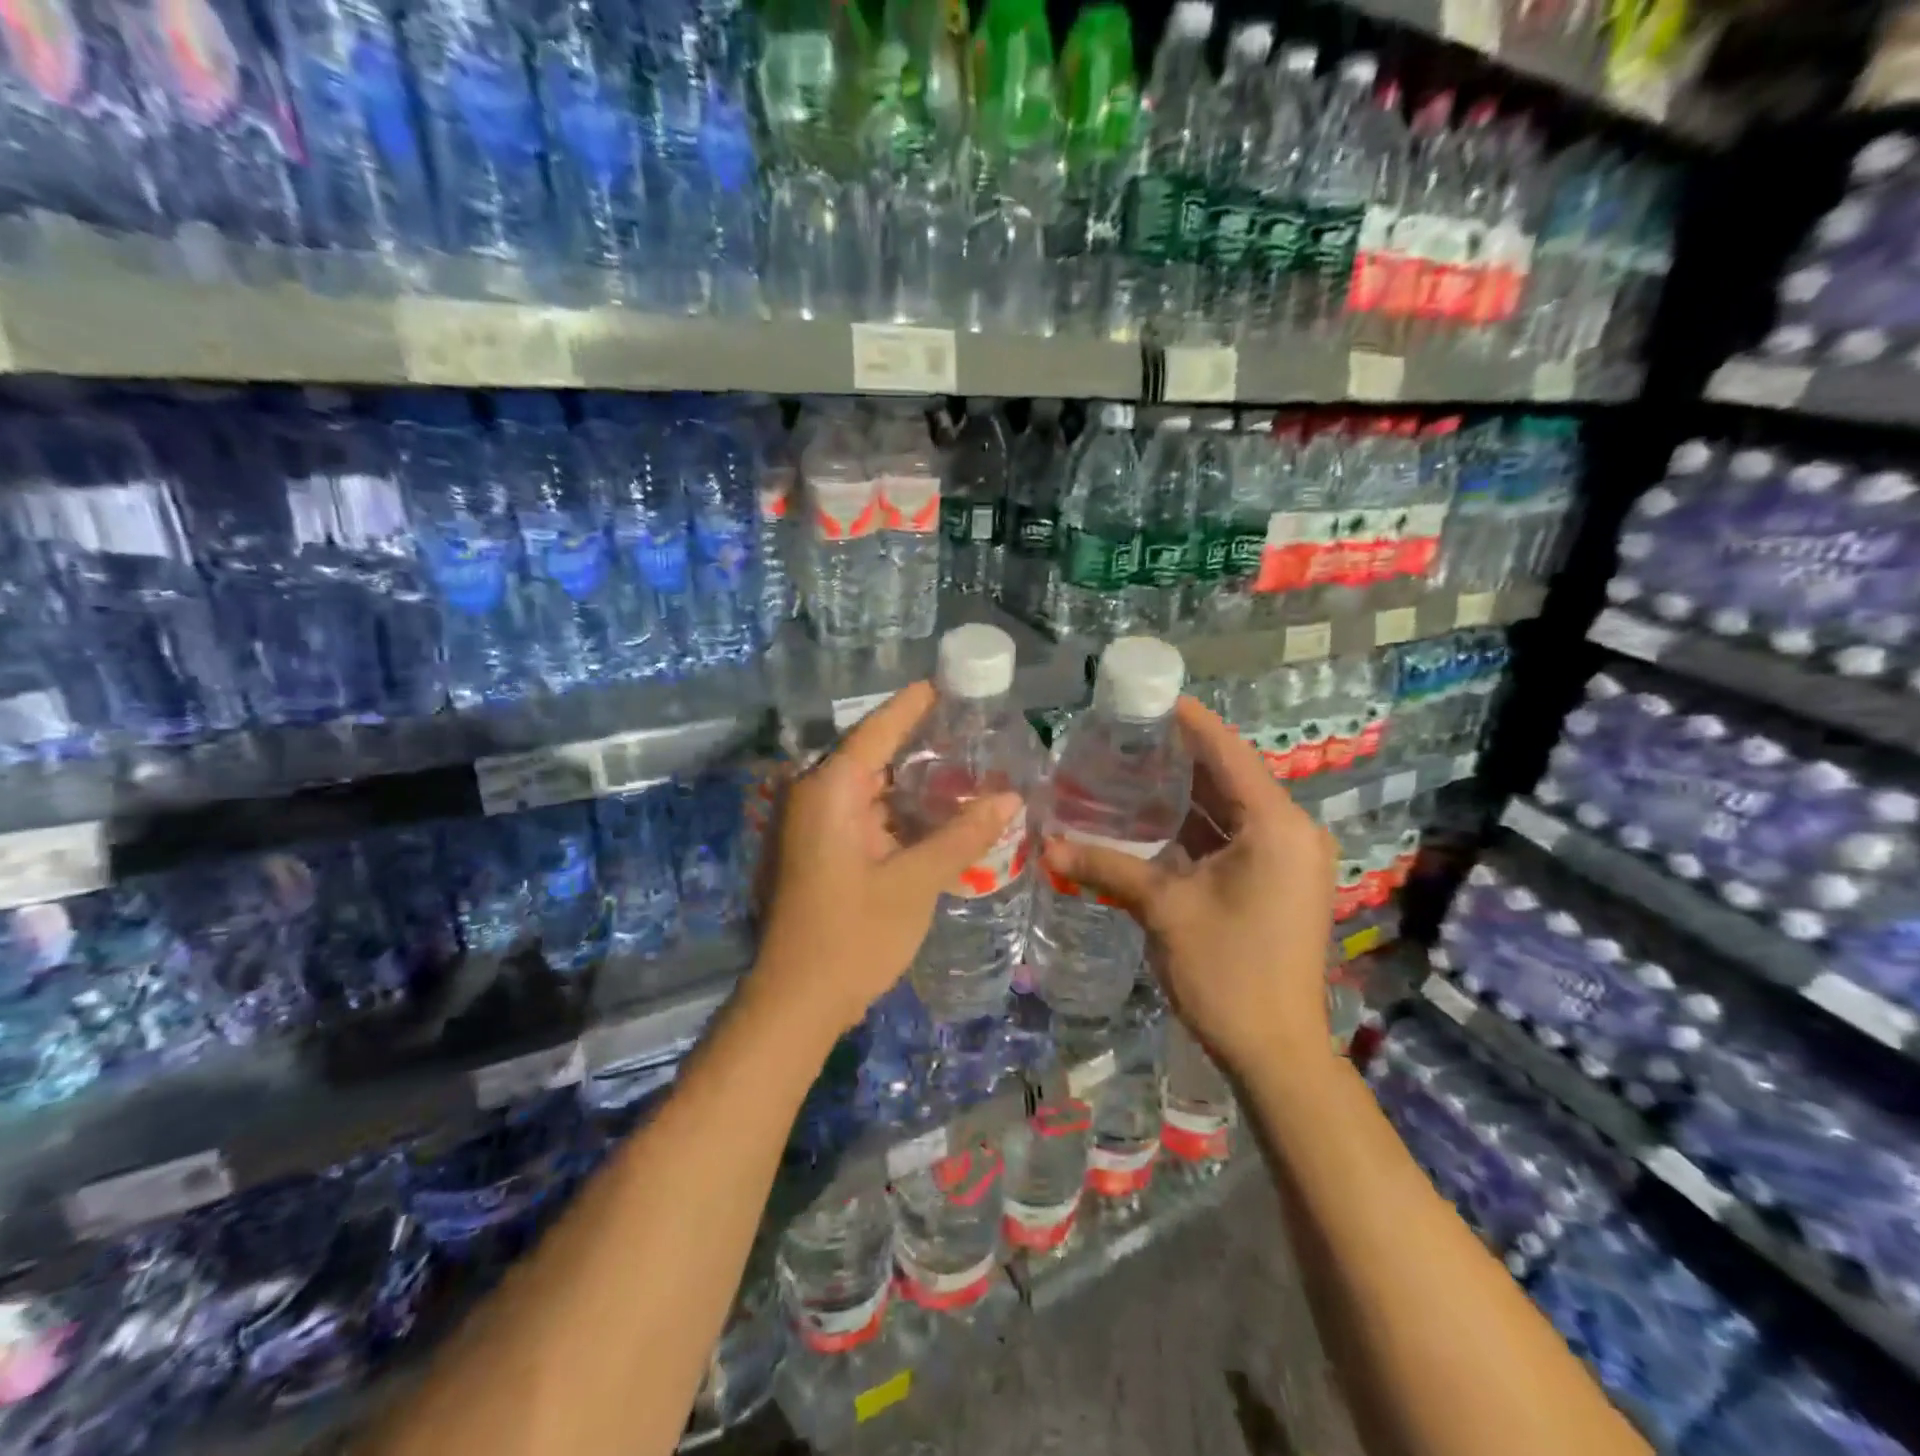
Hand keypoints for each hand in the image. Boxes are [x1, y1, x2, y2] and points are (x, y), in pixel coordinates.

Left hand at [750, 682, 1021, 1040]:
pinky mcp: (820, 852)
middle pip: (873, 755)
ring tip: (966, 766)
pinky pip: (864, 815)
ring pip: (870, 789)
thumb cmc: (854, 935)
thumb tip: (1011, 798)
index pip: (877, 729)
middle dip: (920, 743)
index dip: (912, 705)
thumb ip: (963, 835)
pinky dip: (898, 812)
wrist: (797, 1002)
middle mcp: (815, 797)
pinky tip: (937, 813)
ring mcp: (813, 826)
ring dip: (912, 782)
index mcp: (829, 790)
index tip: (946, 683)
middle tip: (972, 729)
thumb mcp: (915, 882)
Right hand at [1042, 696, 1337, 1078]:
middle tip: (1128, 732)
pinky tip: (1154, 818)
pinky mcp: (1277, 882)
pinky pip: (1234, 838)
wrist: (1276, 1051)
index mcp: (1276, 826)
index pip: (1229, 754)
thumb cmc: (1227, 970)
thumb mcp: (1163, 909)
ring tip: (1132, 765)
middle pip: (1230, 778)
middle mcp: (1291, 832)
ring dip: (1186, 793)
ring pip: (1231, 810)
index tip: (1152, 695)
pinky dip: (1197, 827)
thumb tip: (1046, 844)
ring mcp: (1287, 860)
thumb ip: (1106, 867)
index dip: (1191, 722)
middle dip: (1181, 756)